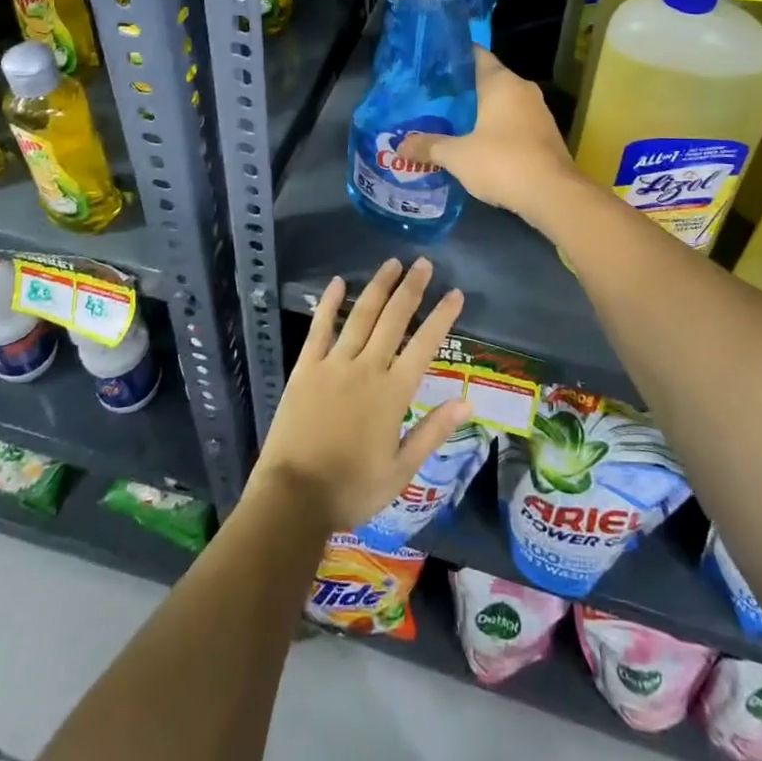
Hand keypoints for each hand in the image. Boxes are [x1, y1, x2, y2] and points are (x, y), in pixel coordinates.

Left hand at [252, 257, 472, 532]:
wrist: (294, 498)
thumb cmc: (352, 489)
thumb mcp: (401, 471)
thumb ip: (433, 432)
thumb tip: (467, 403)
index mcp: (393, 393)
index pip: (425, 345)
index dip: (442, 317)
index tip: (455, 293)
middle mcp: (367, 368)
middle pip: (394, 319)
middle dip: (411, 289)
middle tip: (424, 263)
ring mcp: (334, 364)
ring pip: (361, 315)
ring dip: (378, 287)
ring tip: (392, 263)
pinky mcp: (306, 367)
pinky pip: (320, 328)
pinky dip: (329, 302)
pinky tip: (337, 282)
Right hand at [401, 47, 581, 223]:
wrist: (553, 195)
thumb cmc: (502, 162)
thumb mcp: (458, 156)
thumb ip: (429, 146)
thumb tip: (400, 146)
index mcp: (502, 82)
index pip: (477, 55)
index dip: (455, 57)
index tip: (432, 65)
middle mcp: (523, 89)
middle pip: (488, 79)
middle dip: (463, 89)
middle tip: (433, 98)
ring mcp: (538, 112)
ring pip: (503, 103)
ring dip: (480, 111)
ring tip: (450, 121)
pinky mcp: (545, 135)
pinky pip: (514, 122)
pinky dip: (496, 128)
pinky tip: (477, 143)